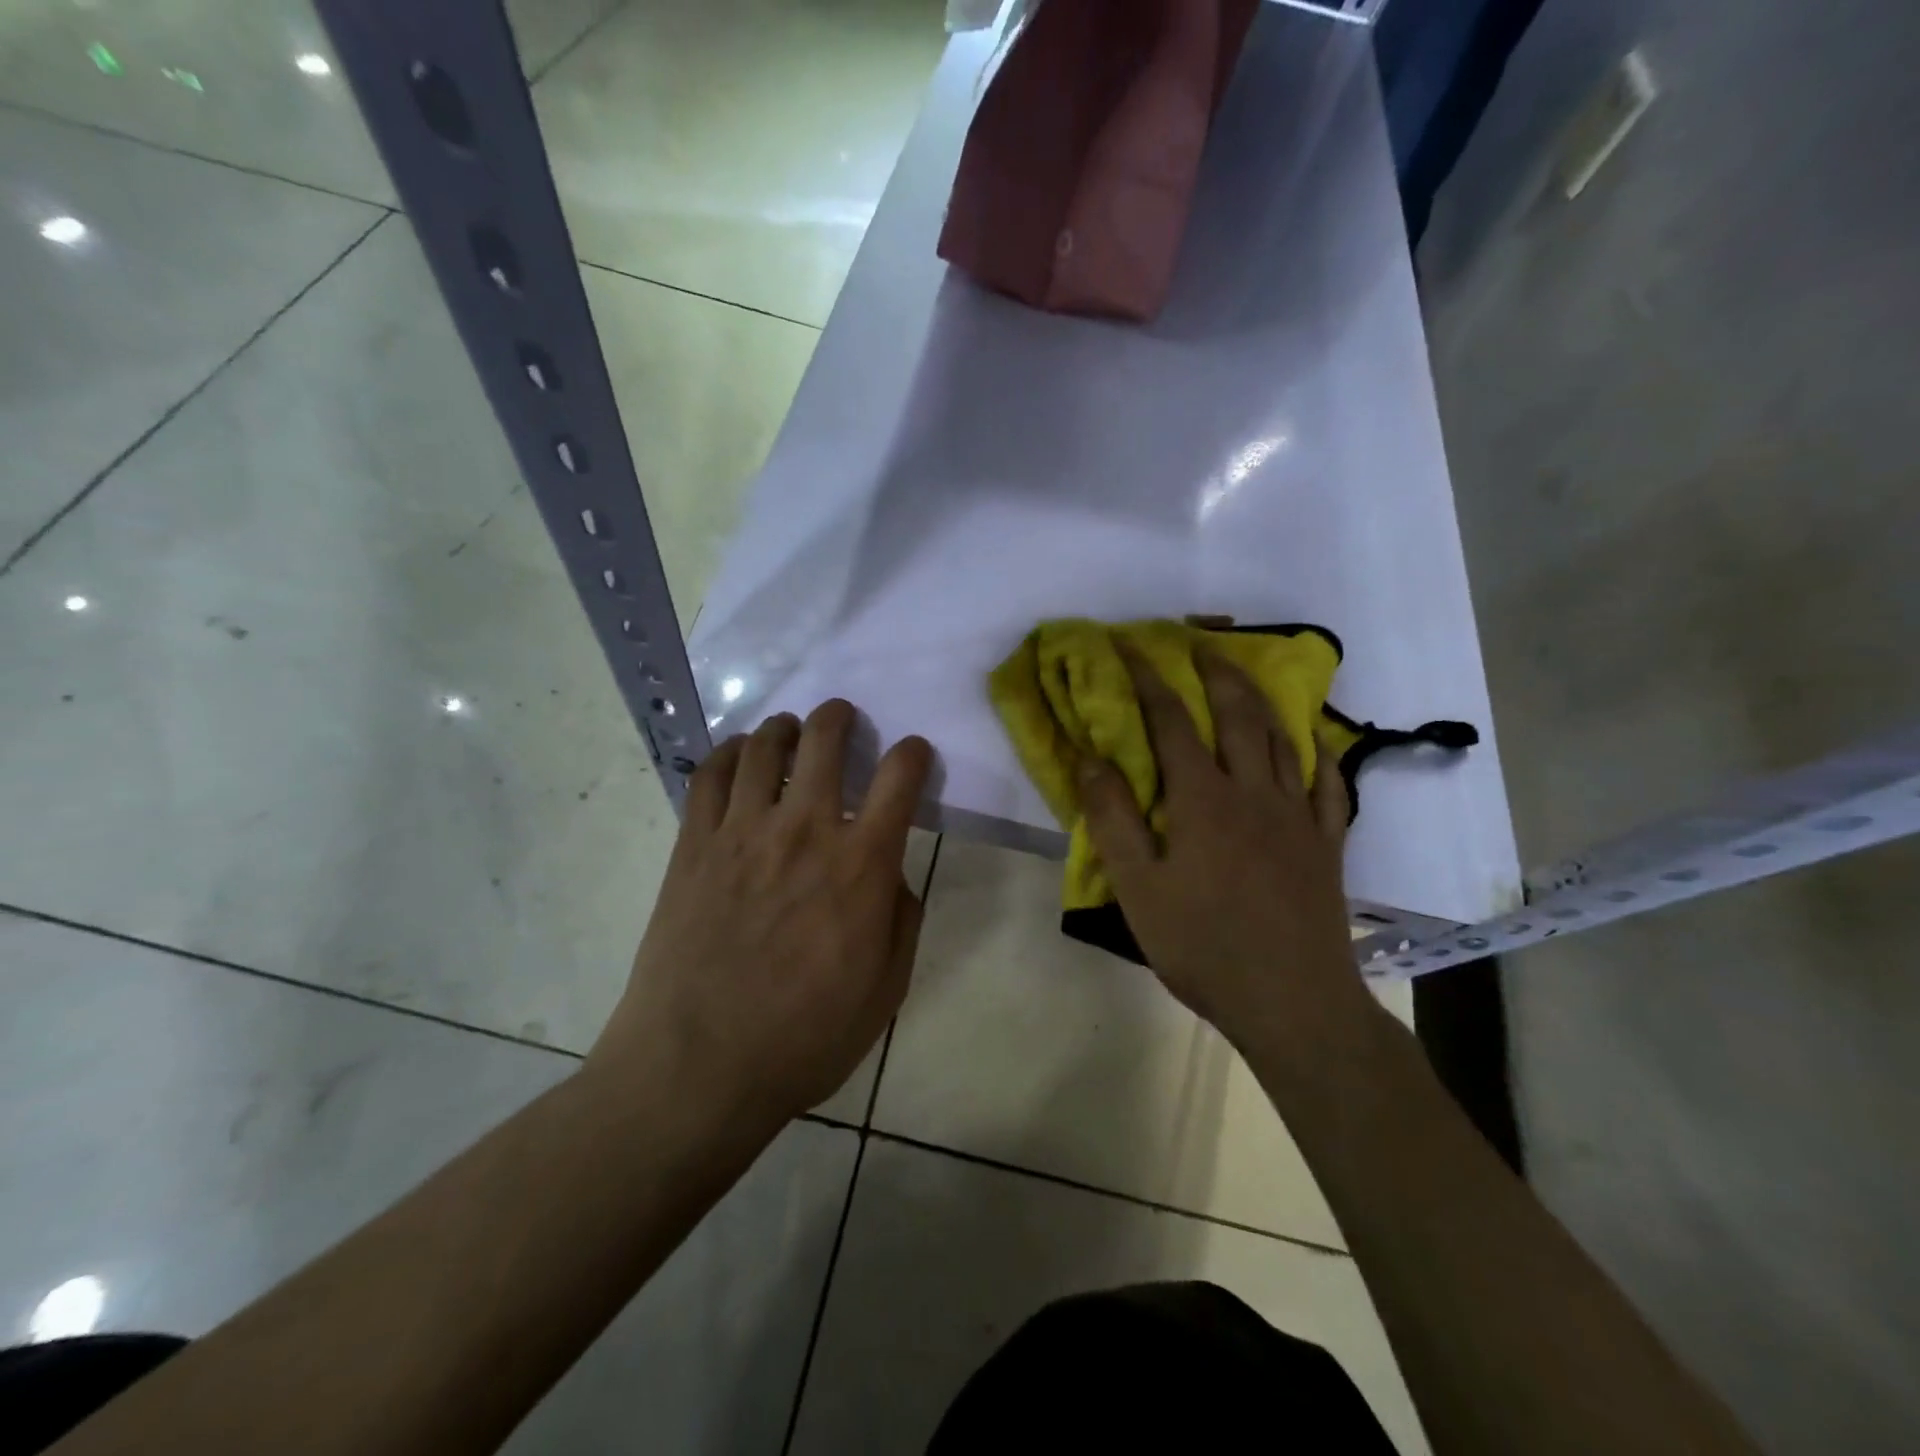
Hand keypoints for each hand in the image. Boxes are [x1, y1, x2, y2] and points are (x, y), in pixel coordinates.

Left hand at [586, 700, 931, 1132]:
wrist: (699, 1067)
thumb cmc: (806, 1036)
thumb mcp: (887, 988)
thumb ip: (902, 919)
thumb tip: (893, 876)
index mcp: (861, 864)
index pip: (899, 778)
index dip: (913, 754)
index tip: (914, 753)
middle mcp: (805, 830)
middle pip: (825, 740)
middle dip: (840, 718)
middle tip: (842, 718)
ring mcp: (742, 832)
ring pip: (764, 747)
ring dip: (784, 727)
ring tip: (789, 731)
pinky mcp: (693, 845)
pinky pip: (710, 776)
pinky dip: (728, 752)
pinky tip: (737, 755)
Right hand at [1075, 647, 1373, 1056]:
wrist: (1291, 1002)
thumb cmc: (1202, 946)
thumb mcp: (1137, 889)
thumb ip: (1113, 819)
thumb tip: (1092, 758)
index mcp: (1203, 800)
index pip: (1171, 722)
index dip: (1149, 679)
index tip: (1131, 645)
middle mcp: (1254, 793)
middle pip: (1237, 714)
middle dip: (1214, 671)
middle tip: (1197, 641)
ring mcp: (1298, 816)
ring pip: (1281, 738)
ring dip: (1260, 698)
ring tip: (1243, 674)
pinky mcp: (1326, 843)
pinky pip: (1329, 783)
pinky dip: (1319, 752)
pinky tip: (1313, 739)